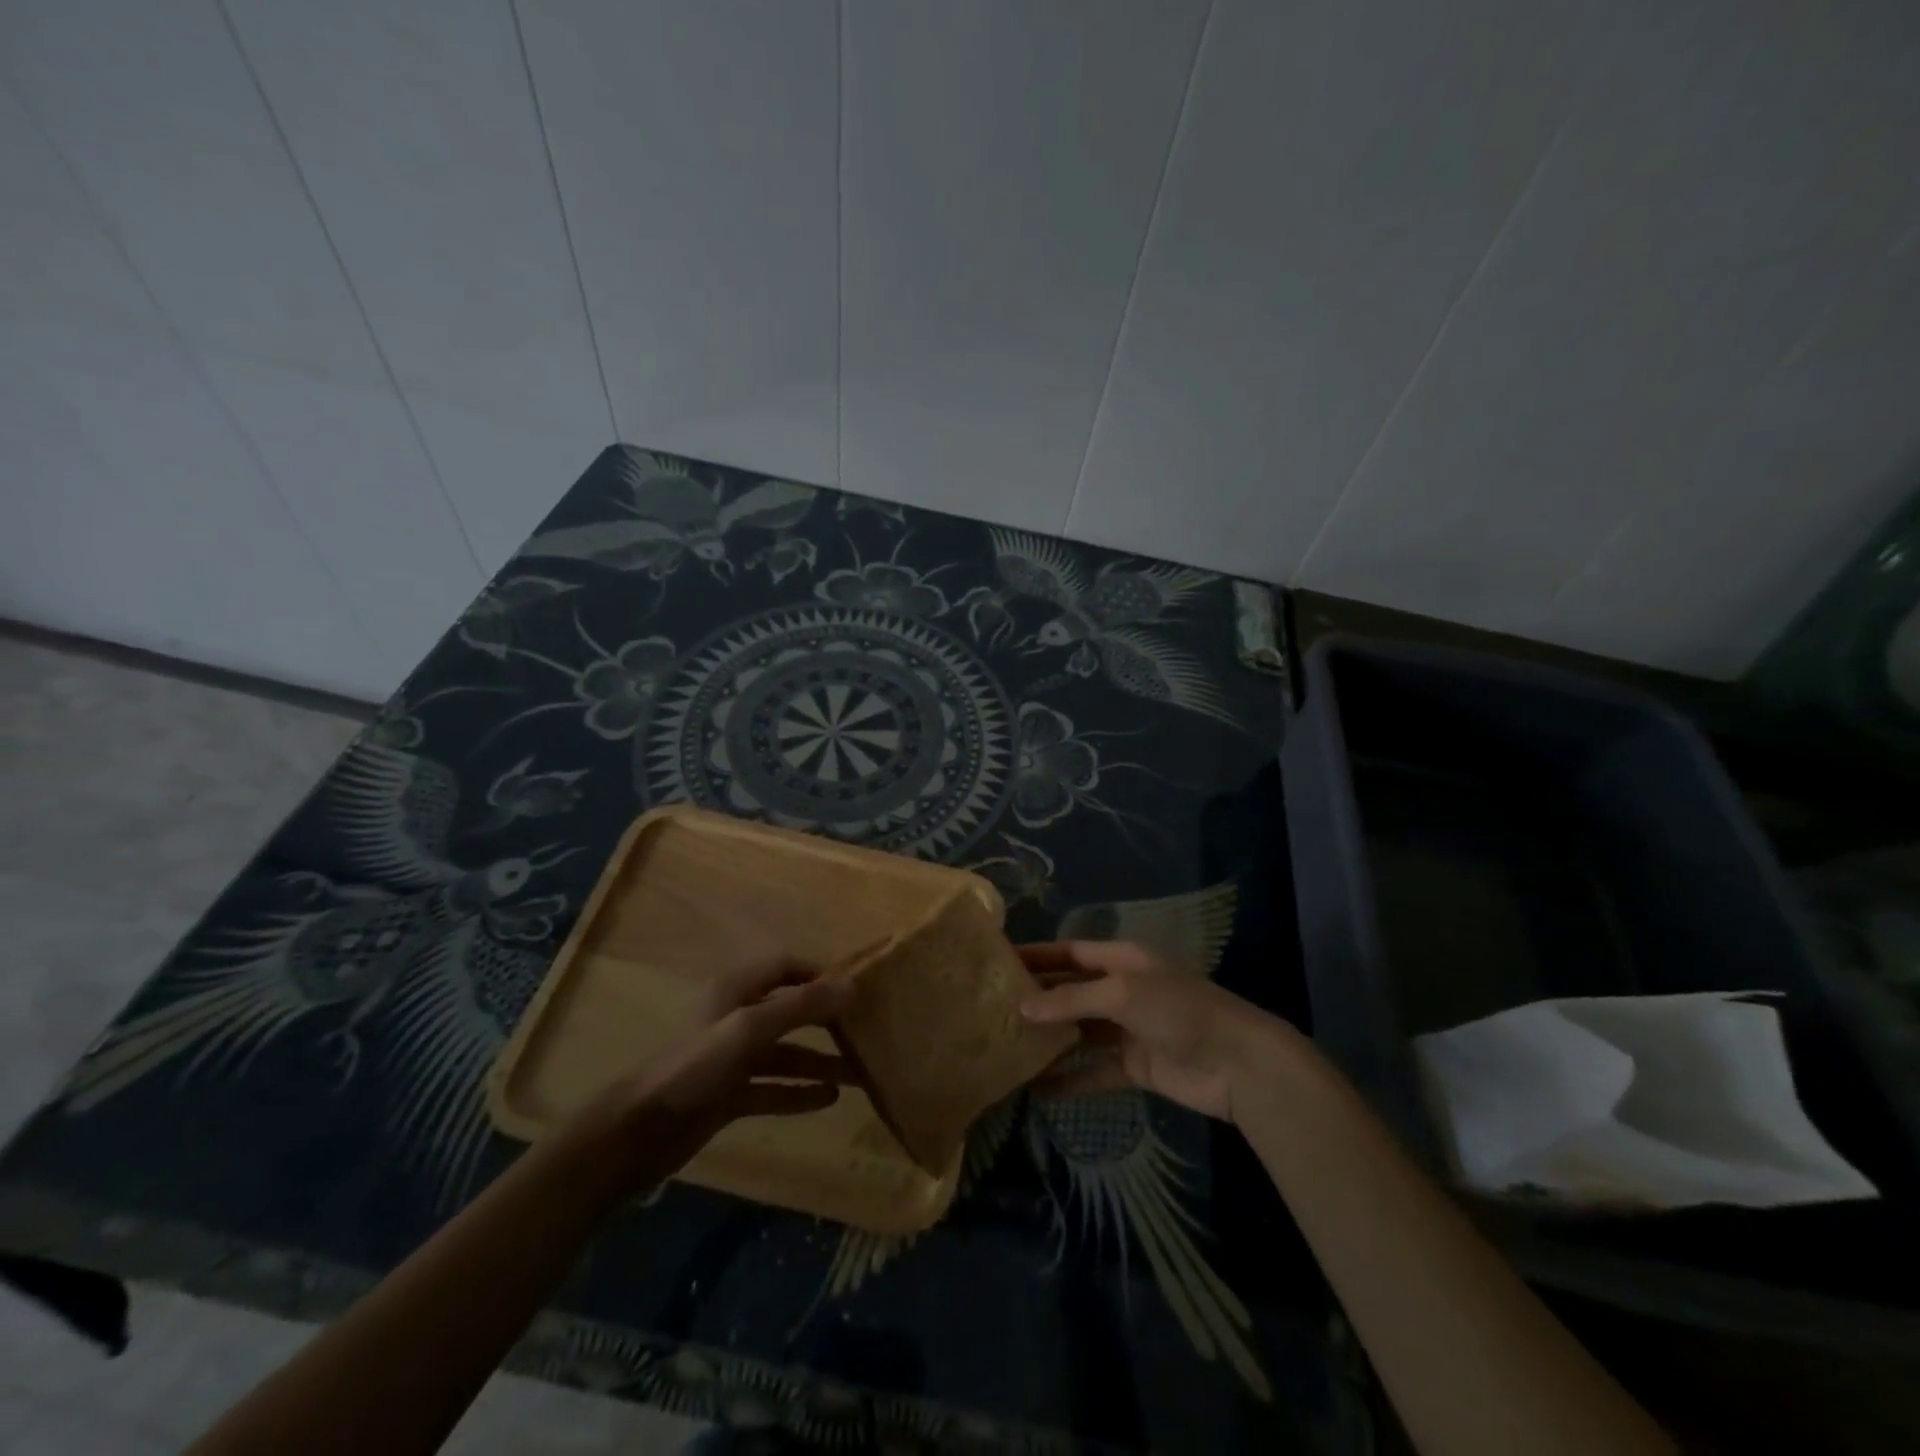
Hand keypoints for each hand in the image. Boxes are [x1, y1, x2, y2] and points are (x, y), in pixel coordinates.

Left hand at [584, 957, 853, 1186]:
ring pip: (785, 1051)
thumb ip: (801, 1007)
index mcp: (737, 990)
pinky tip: (829, 1100)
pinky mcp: (729, 1094)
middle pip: (790, 1010)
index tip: (856, 990)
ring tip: (859, 1074)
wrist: (638, 1133)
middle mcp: (737, 1017)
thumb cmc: (695, 1067)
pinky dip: (799, 1091)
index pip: (786, 967)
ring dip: (819, 1061)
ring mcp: (733, 1058)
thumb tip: (851, 985)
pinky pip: (773, 1086)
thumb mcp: (751, 1029)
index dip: (819, 974)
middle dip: (826, 1021)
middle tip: (865, 1032)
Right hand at [1018, 941, 1295, 1123]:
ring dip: (1049, 1040)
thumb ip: (1071, 1000)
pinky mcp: (1135, 1066)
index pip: (1070, 953)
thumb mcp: (1122, 994)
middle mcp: (1121, 990)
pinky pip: (1094, 1071)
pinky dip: (1070, 1080)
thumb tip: (1022, 1007)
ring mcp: (1128, 1029)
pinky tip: (1038, 1091)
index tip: (998, 960)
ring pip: (1079, 1032)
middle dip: (1037, 999)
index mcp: (1121, 960)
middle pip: (1071, 991)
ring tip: (1006, 1048)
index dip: (1037, 955)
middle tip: (991, 1008)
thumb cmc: (1179, 1011)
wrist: (1238, 1063)